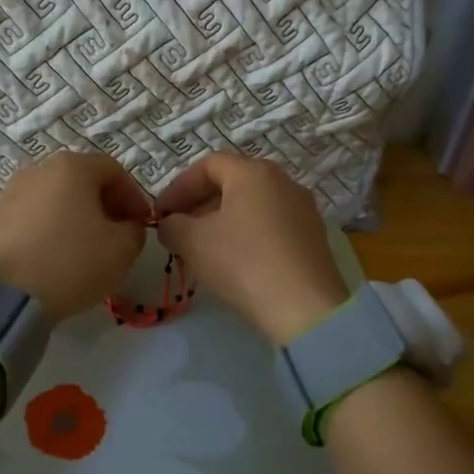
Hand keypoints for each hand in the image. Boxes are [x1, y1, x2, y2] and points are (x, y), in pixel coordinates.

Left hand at [0, 152, 150, 321]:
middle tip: (117, 234)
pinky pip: (34, 215)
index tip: (142, 224)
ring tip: (85, 247)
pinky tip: (56, 255)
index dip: (134, 197)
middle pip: (82, 180)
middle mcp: (39, 169)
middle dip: (105, 205)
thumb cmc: (72, 262)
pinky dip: (51, 227)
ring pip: (56, 198)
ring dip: (76, 216)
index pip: (114, 171)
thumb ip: (134, 230)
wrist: (6, 294)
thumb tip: (126, 227)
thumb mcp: (123, 249)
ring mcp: (12, 191)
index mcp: (73, 166)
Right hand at [153, 154, 349, 343]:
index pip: (207, 166)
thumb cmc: (243, 262)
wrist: (304, 307)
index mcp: (254, 172)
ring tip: (203, 248)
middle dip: (199, 204)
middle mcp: (283, 181)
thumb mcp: (193, 242)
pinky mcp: (313, 237)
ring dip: (222, 221)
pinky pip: (271, 225)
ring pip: (252, 206)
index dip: (178, 187)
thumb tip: (169, 224)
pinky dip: (247, 234)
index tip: (160, 214)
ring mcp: (303, 209)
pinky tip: (235, 261)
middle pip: (232, 183)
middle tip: (178, 230)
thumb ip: (172, 225)